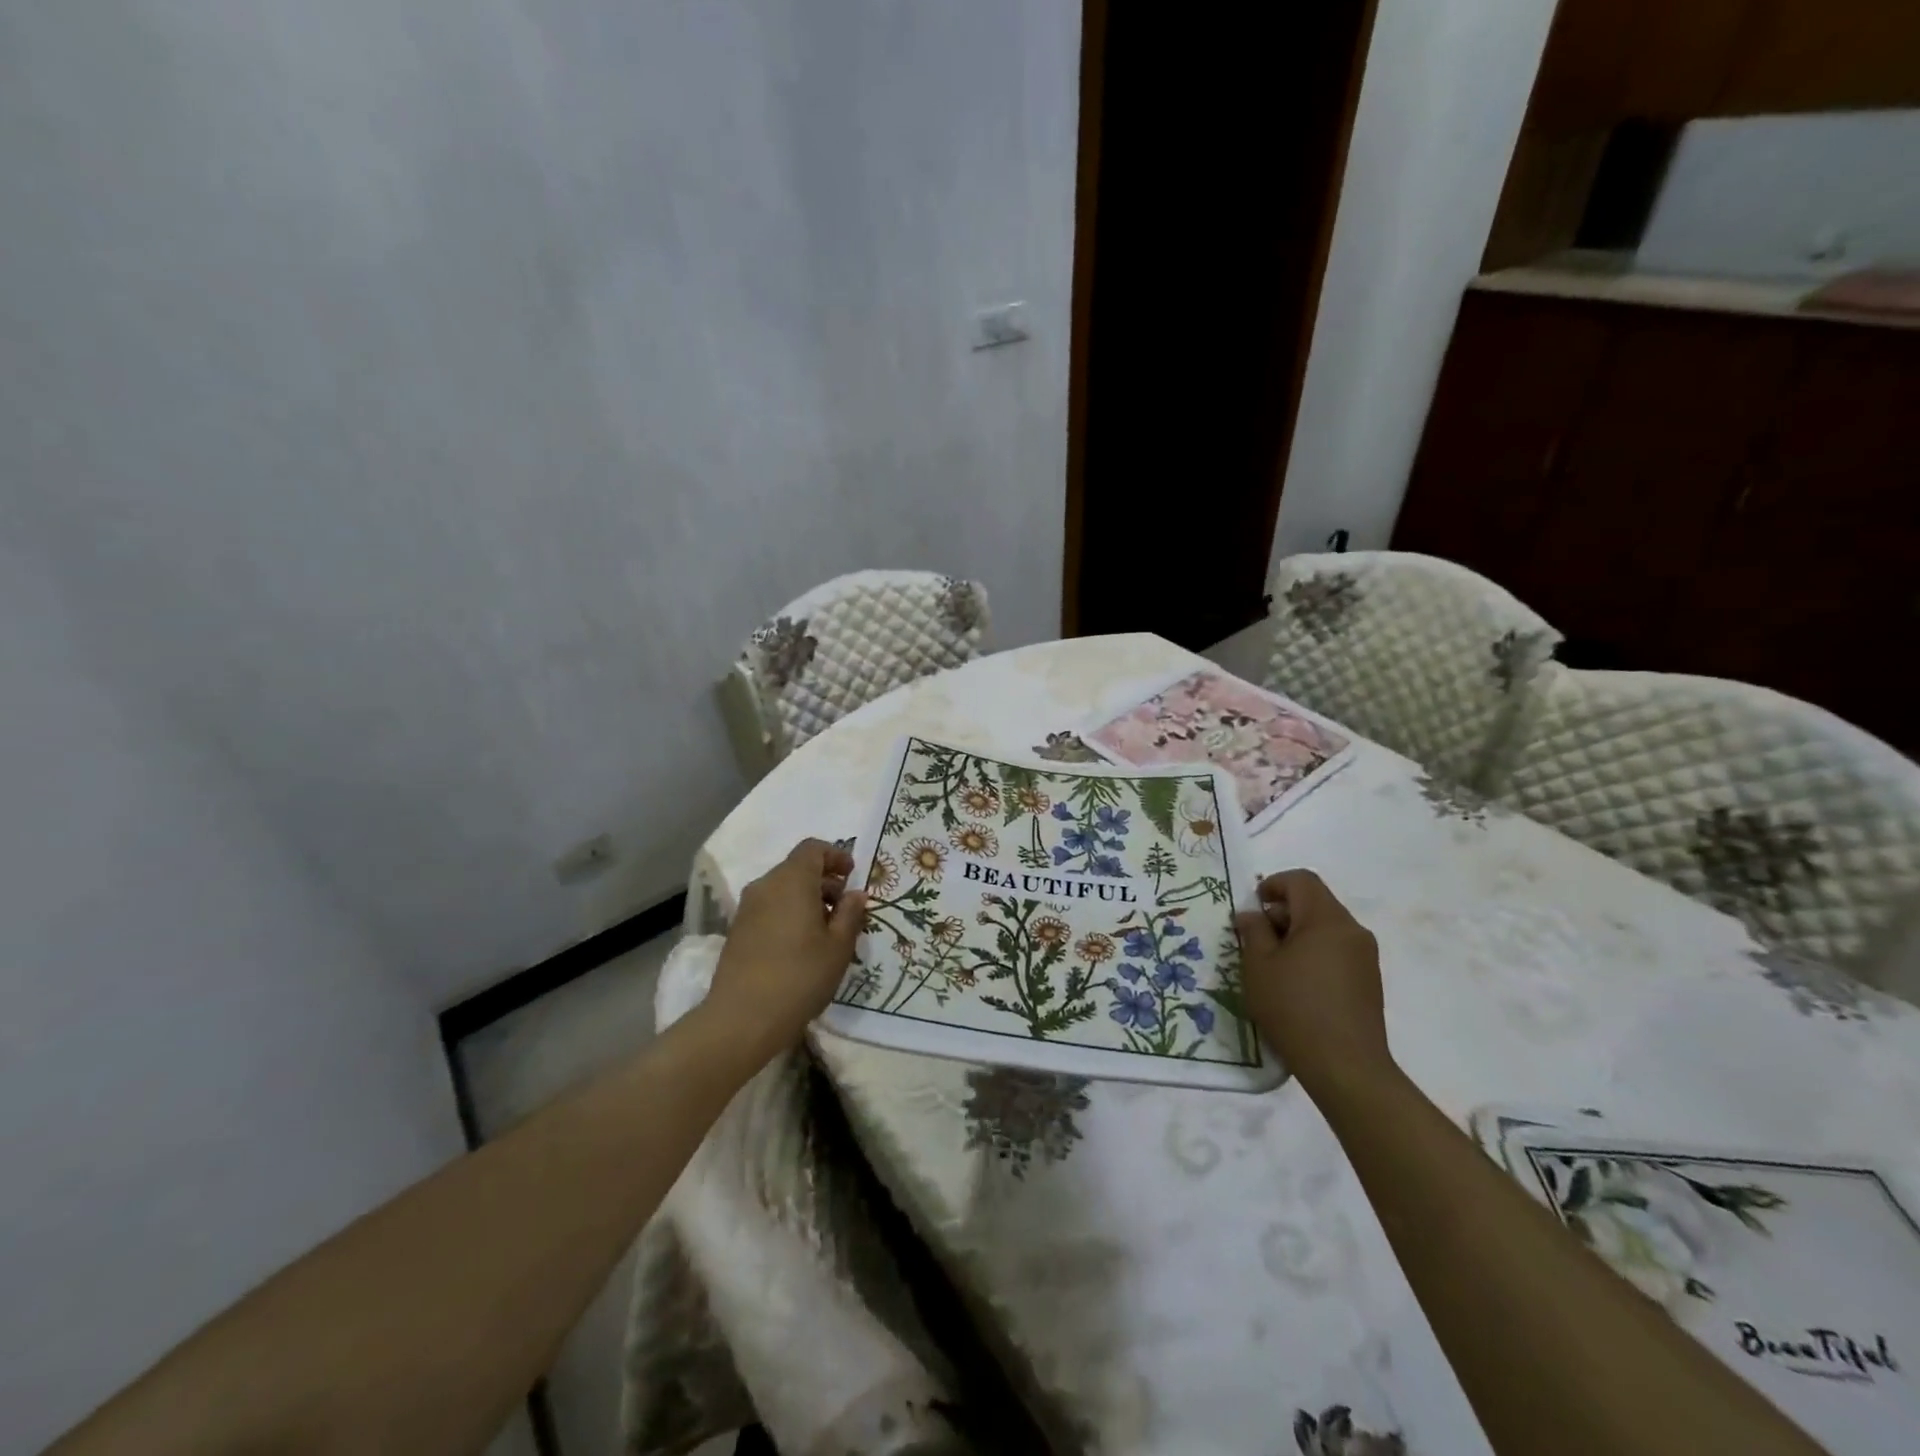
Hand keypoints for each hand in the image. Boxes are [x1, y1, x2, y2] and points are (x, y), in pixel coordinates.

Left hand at [704, 838, 866, 1060]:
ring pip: (782, 889)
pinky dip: (788, 914)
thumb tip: (855, 895)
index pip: (813, 848)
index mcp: (792, 880)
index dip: (835, 856)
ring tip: (825, 931)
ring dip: (806, 899)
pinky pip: (769, 908)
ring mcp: (747, 908)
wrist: (742, 1018)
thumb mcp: (839, 947)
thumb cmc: (800, 976)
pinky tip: (800, 945)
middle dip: (823, 881)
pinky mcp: (737, 930)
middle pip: (797, 868)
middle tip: (844, 909)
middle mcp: (766, 885)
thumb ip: (850, 914)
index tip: (851, 876)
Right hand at [1234, 869, 1391, 1096]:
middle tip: (1257, 938)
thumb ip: (1253, 931)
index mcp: (1326, 919)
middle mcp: (1352, 930)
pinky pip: (1338, 950)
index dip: (1274, 884)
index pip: (1302, 880)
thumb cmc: (1294, 1008)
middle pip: (1316, 902)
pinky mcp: (1370, 981)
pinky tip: (1298, 983)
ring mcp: (1366, 956)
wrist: (1346, 1067)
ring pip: (1327, 928)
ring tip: (1275, 964)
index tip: (1254, 906)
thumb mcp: (1258, 966)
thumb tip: (1252, 915)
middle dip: (1284, 912)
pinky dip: (1315, 953)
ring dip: (1298, 934)